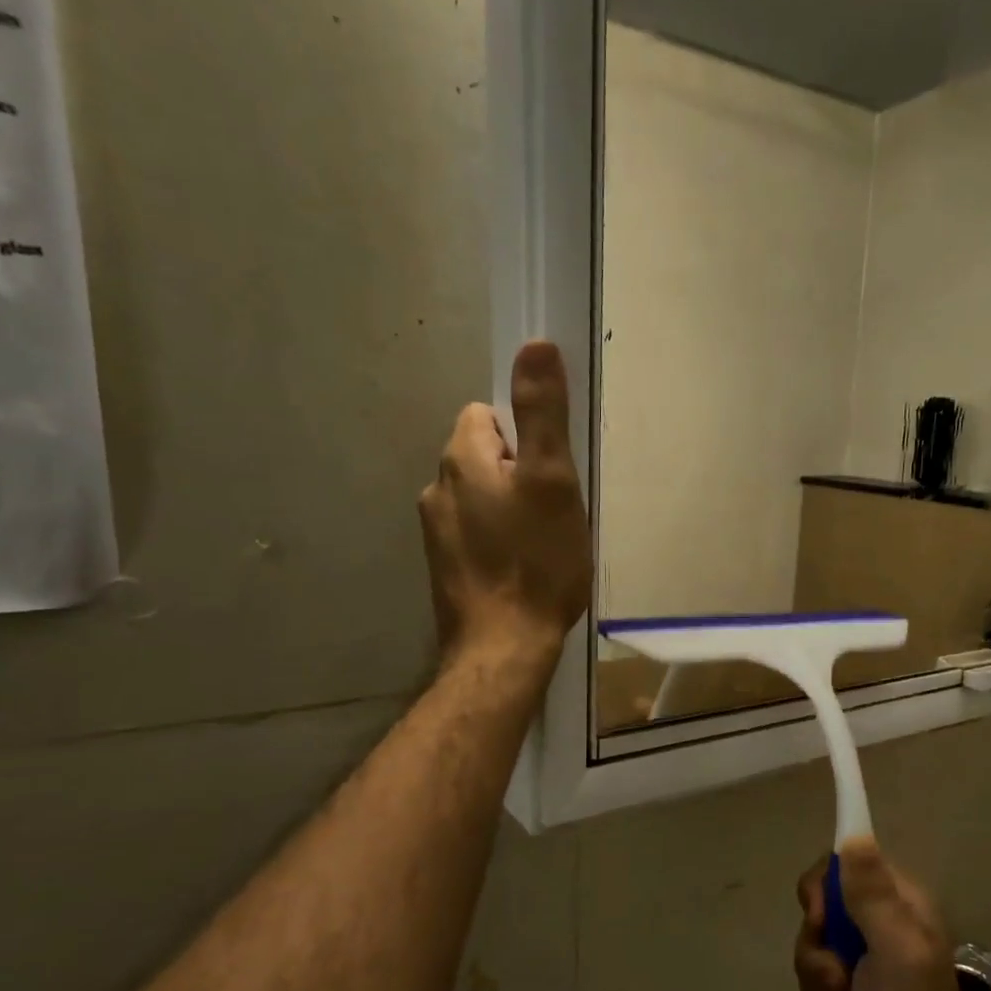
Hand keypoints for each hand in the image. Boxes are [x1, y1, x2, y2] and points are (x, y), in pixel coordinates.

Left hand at [419, 342, 590, 678]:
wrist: (504, 647)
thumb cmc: (536, 562)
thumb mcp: (552, 481)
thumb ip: (542, 412)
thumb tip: (535, 343)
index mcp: (461, 459)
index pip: (486, 414)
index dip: (524, 435)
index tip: (550, 470)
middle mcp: (438, 488)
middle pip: (483, 456)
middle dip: (518, 472)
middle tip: (554, 510)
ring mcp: (436, 531)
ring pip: (480, 497)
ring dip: (508, 507)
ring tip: (541, 543)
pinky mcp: (444, 567)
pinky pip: (475, 532)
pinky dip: (497, 539)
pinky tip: (521, 567)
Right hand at [794, 837, 972, 990]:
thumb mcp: (894, 950)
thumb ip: (871, 893)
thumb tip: (854, 832)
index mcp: (898, 907)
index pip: (843, 867)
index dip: (822, 890)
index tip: (819, 918)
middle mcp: (881, 930)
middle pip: (819, 917)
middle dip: (819, 957)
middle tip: (840, 982)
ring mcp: (864, 970)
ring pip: (812, 959)